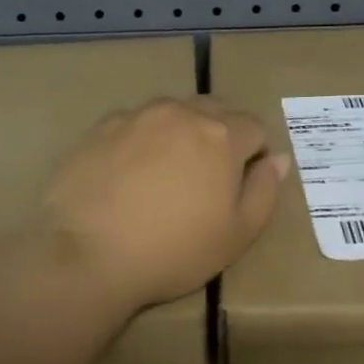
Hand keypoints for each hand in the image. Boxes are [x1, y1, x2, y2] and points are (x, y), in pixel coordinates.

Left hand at [37, 98, 290, 309]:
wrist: (86, 254)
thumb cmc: (172, 251)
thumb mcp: (237, 236)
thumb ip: (264, 192)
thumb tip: (278, 159)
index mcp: (221, 135)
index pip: (255, 126)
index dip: (254, 153)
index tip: (239, 185)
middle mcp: (180, 112)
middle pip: (214, 109)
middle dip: (220, 134)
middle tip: (206, 177)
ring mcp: (135, 116)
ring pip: (171, 112)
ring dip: (179, 132)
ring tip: (164, 174)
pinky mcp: (99, 128)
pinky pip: (133, 123)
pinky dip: (140, 140)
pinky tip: (126, 175)